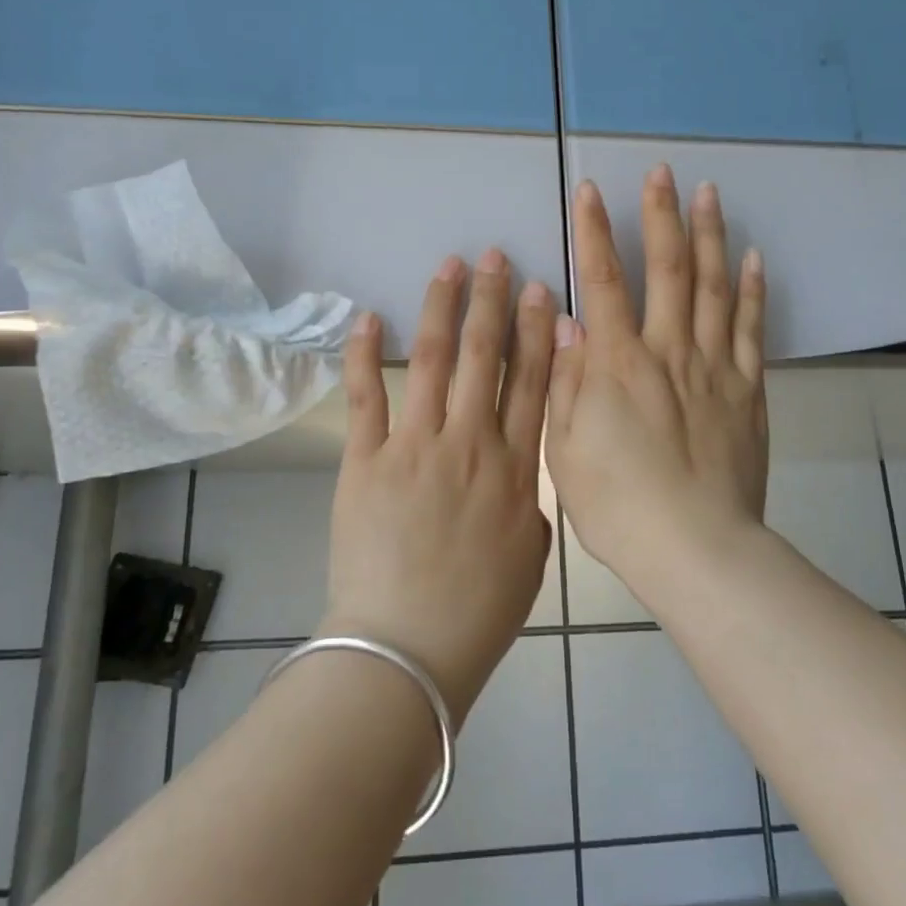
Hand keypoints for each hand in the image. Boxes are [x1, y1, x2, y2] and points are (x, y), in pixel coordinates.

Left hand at [322, 248, 554, 725]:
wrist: (407, 648)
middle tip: (496, 258)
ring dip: (442, 308)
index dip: (537, 332)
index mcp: (514, 468)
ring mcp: (414, 447)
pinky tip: (370, 316)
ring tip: (449, 267)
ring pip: (433, 361)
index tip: (541, 291)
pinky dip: (365, 354)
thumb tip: (520, 472)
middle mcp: (469, 443)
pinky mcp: (365, 461)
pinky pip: (365, 397)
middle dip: (492, 301)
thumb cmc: (478, 612)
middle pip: (485, 357)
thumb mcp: (531, 557)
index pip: (533, 382)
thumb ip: (531, 504)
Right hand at [545, 168, 768, 587]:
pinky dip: (751, 290)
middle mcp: (667, 351)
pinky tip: (752, 258)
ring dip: (710, 236)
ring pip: (713, 287)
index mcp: (617, 364)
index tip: (590, 191)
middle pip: (667, 269)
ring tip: (709, 193)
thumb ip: (567, 381)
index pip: (602, 281)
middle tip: (662, 172)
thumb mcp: (566, 448)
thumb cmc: (618, 504)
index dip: (594, 232)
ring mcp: (714, 367)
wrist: (695, 548)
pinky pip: (750, 329)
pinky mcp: (748, 390)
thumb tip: (568, 324)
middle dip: (661, 215)